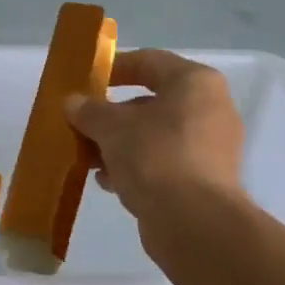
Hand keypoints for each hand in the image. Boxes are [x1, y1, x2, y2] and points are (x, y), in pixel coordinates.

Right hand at [66, 48, 246, 230]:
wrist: (194, 224)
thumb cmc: (155, 156)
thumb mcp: (111, 127)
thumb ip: (89, 110)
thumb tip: (73, 102)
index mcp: (195, 82)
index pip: (149, 61)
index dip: (114, 67)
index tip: (86, 80)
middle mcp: (211, 108)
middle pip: (151, 101)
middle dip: (112, 115)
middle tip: (81, 124)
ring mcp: (212, 147)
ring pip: (155, 135)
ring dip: (120, 144)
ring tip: (88, 158)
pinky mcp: (206, 180)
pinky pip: (164, 162)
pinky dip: (137, 167)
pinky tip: (108, 182)